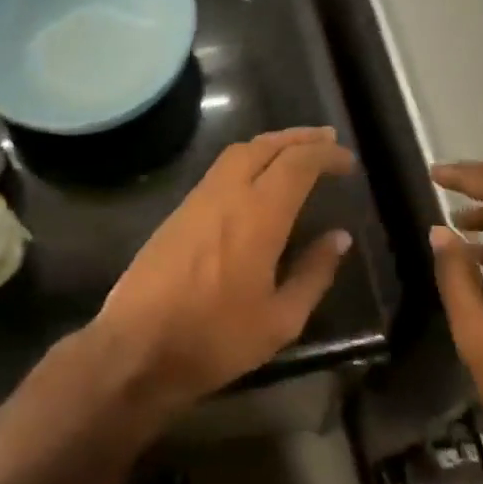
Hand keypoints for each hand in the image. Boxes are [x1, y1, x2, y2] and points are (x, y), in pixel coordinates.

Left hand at [91, 127, 355, 423]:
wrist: (134, 346)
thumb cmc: (213, 338)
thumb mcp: (279, 320)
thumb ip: (313, 274)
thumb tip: (339, 238)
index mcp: (258, 214)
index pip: (298, 163)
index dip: (326, 154)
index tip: (348, 161)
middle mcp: (227, 193)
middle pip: (266, 145)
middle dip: (299, 137)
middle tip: (327, 140)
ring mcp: (198, 199)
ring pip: (238, 152)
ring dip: (272, 145)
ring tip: (296, 154)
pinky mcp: (179, 211)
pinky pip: (221, 170)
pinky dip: (248, 161)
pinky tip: (258, 181)